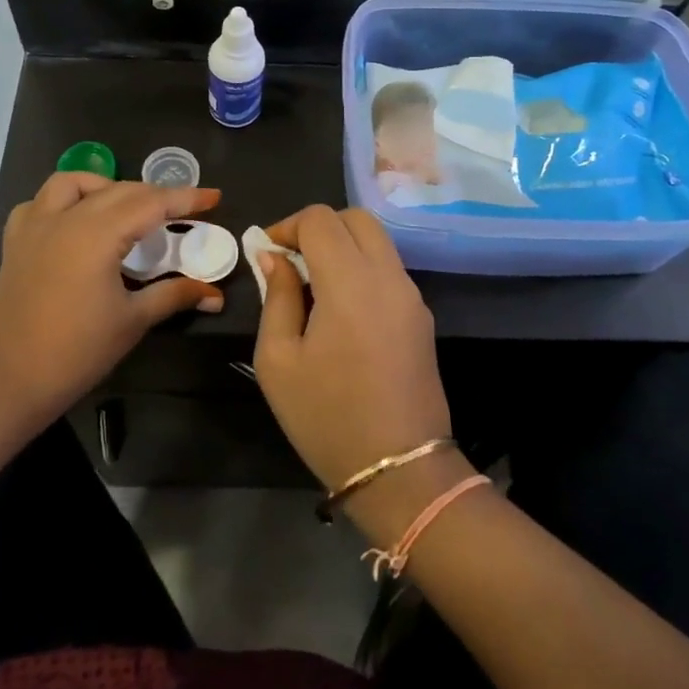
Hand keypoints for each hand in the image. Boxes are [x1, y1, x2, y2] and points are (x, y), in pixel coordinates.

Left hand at [0, 173, 223, 433]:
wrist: (8, 381)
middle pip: (118, 190)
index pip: (151, 204)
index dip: (186, 198)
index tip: (214, 197)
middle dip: (154, 194)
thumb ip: (174, 295)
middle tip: (183, 211)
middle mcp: (65, 219)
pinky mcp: (15, 243)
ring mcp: (34, 227)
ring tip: (126, 209)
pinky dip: (63, 201)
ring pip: (72, 183)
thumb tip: (214, 293)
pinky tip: (75, 221)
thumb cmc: (77, 352)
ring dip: (105, 186)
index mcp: (97, 235)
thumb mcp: (133, 321)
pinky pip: (38, 203)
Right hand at [251, 205, 448, 494]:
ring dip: (342, 246)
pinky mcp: (422, 316)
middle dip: (319, 227)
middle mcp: (388, 277)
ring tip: (312, 286)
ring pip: (377, 242)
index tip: (267, 253)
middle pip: (356, 219)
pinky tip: (340, 308)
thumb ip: (276, 297)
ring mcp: (412, 296)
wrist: (400, 470)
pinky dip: (361, 267)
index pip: (320, 219)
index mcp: (350, 283)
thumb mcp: (278, 360)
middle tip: (291, 261)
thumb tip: (274, 258)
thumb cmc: (327, 417)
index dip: (288, 226)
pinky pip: (389, 270)